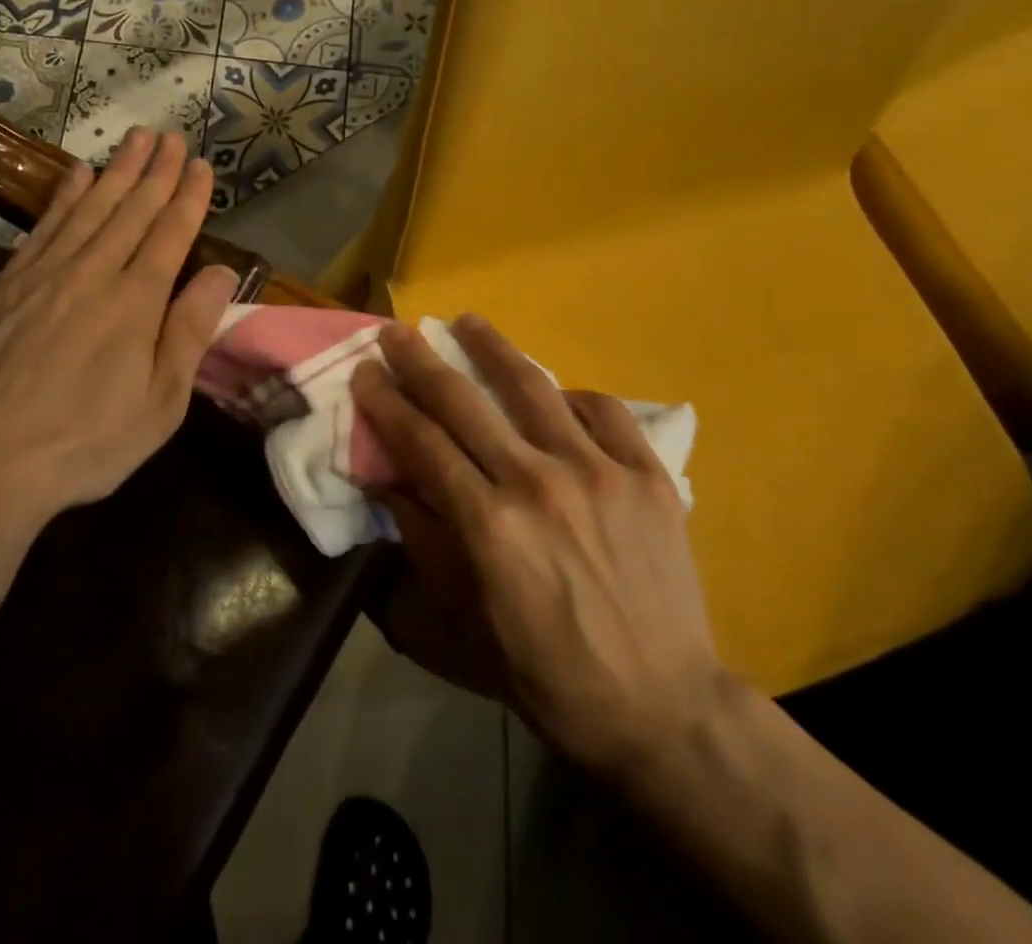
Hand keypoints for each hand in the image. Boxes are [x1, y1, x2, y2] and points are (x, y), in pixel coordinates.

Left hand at [0, 127, 238, 536]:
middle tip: (172, 136)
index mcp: (136, 301)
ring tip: (135, 139)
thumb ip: (190, 331)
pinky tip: (77, 175)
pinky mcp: (7, 284)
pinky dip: (64, 196)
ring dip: (116, 170)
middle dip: (156, 171)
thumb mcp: (160, 402)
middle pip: (131, 210)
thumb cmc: (88, 440)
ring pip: (90, 208)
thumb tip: (220, 272)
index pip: (170, 233)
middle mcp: (93, 273)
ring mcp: (45, 273)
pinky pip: (44, 226)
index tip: (200, 165)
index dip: (188, 197)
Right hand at [349, 317, 724, 776]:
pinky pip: (601, 409)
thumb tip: (387, 483)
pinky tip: (555, 395)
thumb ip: (423, 544)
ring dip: (491, 348)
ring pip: (531, 387)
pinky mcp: (647, 474)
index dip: (387, 401)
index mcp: (488, 526)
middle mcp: (538, 483)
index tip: (366, 371)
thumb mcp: (463, 625)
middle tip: (398, 331)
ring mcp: (598, 472)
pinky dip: (570, 395)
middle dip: (421, 360)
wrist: (666, 709)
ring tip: (468, 321)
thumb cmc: (549, 676)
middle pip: (464, 402)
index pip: (421, 442)